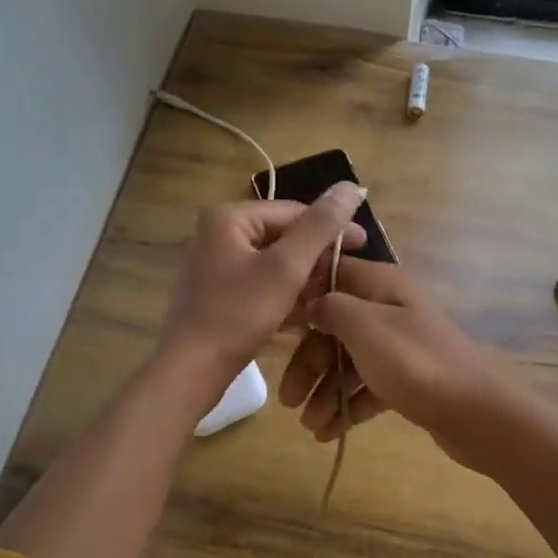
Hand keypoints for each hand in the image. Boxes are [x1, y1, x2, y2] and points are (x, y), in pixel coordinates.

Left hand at [158, 185, 366, 392]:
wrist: (191, 371)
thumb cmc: (238, 315)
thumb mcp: (286, 268)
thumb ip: (320, 226)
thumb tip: (351, 186)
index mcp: (229, 218)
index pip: (293, 211)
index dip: (332, 226)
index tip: (366, 245)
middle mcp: (218, 235)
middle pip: (283, 236)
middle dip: (317, 256)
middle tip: (349, 276)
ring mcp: (216, 266)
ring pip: (273, 263)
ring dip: (304, 278)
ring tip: (334, 296)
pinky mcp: (219, 295)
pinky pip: (260, 284)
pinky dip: (285, 294)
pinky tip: (309, 313)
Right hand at [279, 258, 524, 458]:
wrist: (478, 413)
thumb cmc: (415, 362)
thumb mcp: (364, 326)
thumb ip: (331, 307)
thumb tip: (311, 302)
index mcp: (382, 286)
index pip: (332, 275)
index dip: (301, 296)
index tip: (272, 324)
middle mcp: (389, 310)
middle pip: (335, 327)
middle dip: (309, 362)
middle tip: (288, 400)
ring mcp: (399, 347)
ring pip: (348, 361)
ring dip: (325, 390)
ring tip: (310, 425)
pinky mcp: (406, 380)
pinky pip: (367, 387)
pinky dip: (348, 406)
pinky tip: (329, 433)